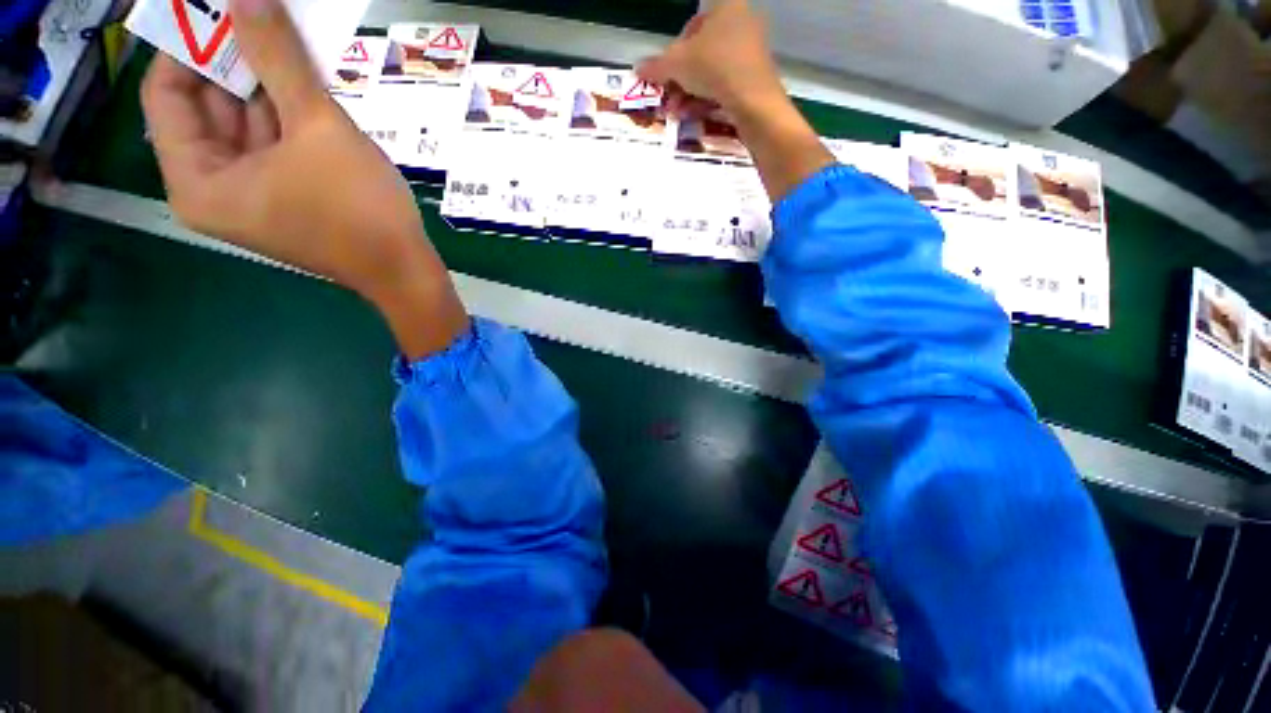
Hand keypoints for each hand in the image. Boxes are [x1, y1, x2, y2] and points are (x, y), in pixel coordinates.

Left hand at [141, 0, 467, 356]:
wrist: (405, 269)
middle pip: (206, 106)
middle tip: (265, 20)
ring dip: (267, 84)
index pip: (166, 93)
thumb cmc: (359, 210)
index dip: (189, 43)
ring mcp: (250, 193)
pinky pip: (272, 141)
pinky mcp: (284, 195)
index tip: (223, 9)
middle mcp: (212, 187)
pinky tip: (309, 88)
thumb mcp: (318, 128)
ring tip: (291, 47)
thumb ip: (278, 57)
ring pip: (243, 121)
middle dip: (235, 60)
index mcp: (197, 181)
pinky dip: (287, 113)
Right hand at [638, 0, 832, 201]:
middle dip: (681, 80)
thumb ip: (656, 66)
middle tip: (669, 99)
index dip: (673, 53)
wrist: (754, 101)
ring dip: (690, 93)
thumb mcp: (677, 65)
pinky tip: (694, 114)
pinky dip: (708, 99)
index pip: (691, 27)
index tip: (666, 76)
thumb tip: (637, 69)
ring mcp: (752, 51)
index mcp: (725, 6)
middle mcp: (742, 22)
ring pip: (712, 72)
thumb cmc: (714, 68)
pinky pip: (726, 85)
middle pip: (701, 53)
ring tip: (678, 112)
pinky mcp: (757, 78)